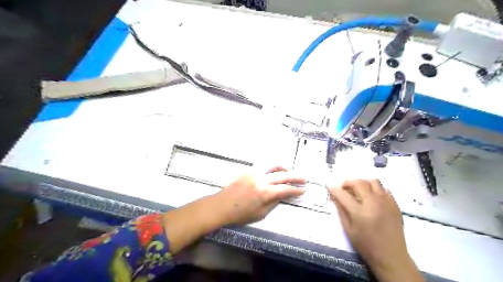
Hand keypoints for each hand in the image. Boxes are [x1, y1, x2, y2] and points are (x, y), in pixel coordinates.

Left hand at [217, 168, 306, 223]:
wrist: (221, 205)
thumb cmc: (240, 214)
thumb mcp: (260, 213)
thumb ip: (273, 203)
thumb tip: (282, 195)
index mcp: (264, 193)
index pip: (285, 189)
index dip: (295, 190)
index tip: (303, 189)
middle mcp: (261, 180)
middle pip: (282, 176)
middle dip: (295, 177)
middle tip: (304, 179)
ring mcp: (254, 173)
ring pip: (272, 165)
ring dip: (283, 167)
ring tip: (289, 170)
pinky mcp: (248, 170)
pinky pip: (262, 165)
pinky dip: (271, 166)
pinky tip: (274, 169)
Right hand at [329, 180, 420, 281]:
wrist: (391, 257)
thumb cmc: (366, 245)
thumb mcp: (348, 230)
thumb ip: (341, 211)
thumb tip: (334, 197)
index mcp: (360, 213)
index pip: (343, 194)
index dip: (334, 189)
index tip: (330, 187)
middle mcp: (374, 204)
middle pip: (359, 183)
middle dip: (348, 183)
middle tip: (344, 189)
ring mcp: (386, 203)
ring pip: (373, 182)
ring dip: (362, 183)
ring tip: (358, 191)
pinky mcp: (395, 205)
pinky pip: (384, 189)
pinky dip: (375, 189)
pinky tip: (372, 198)